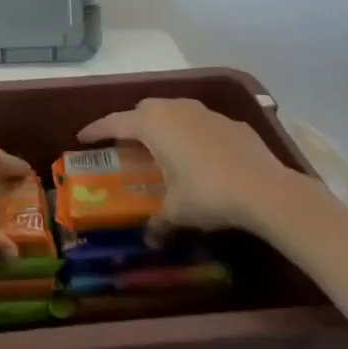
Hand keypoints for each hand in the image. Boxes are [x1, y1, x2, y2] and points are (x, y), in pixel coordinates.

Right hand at [77, 97, 322, 241]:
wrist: (266, 190)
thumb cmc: (208, 195)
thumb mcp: (177, 212)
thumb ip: (159, 222)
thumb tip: (150, 239)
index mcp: (153, 125)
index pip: (115, 122)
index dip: (96, 129)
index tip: (82, 136)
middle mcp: (176, 109)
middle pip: (145, 109)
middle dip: (132, 123)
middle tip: (126, 144)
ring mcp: (205, 112)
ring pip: (175, 110)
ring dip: (164, 125)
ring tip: (163, 147)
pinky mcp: (230, 122)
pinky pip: (201, 122)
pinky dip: (192, 133)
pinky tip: (200, 155)